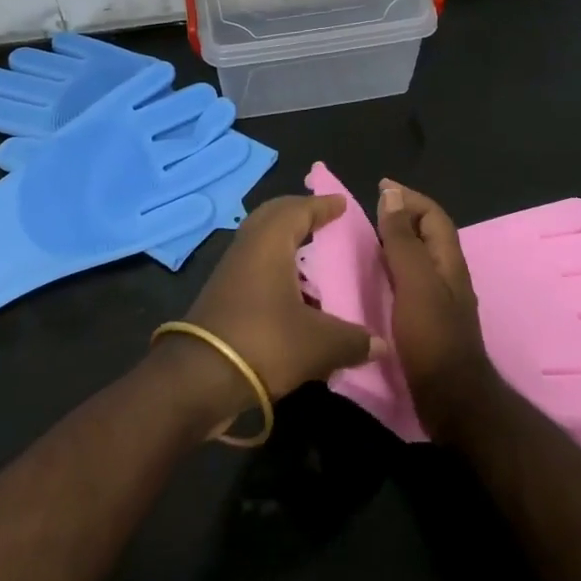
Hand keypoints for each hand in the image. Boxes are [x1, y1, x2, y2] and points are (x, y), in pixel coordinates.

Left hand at [158, 195, 385, 425]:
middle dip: (299, 213)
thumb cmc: (264, 342)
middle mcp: (248, 246)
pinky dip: (275, 265)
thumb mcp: (318, 344)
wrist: (200, 377)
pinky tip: (293, 291)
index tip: (341, 203)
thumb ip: (352, 340)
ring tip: (313, 254)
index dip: (322, 205)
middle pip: (274, 216)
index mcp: (270, 241)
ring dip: (285, 241)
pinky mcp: (223, 293)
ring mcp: (231, 269)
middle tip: (324, 219)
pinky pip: (254, 264)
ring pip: (261, 240)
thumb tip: (381, 344)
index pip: (299, 209)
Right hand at [374, 179, 499, 443]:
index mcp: (448, 261)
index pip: (432, 215)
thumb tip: (391, 193)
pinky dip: (389, 270)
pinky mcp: (426, 322)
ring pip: (416, 259)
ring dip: (393, 243)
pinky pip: (407, 282)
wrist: (450, 400)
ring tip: (361, 241)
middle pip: (425, 235)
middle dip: (399, 217)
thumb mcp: (415, 281)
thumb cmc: (432, 336)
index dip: (409, 198)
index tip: (378, 188)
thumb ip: (403, 239)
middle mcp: (446, 275)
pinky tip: (369, 280)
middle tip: (365, 214)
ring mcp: (438, 300)